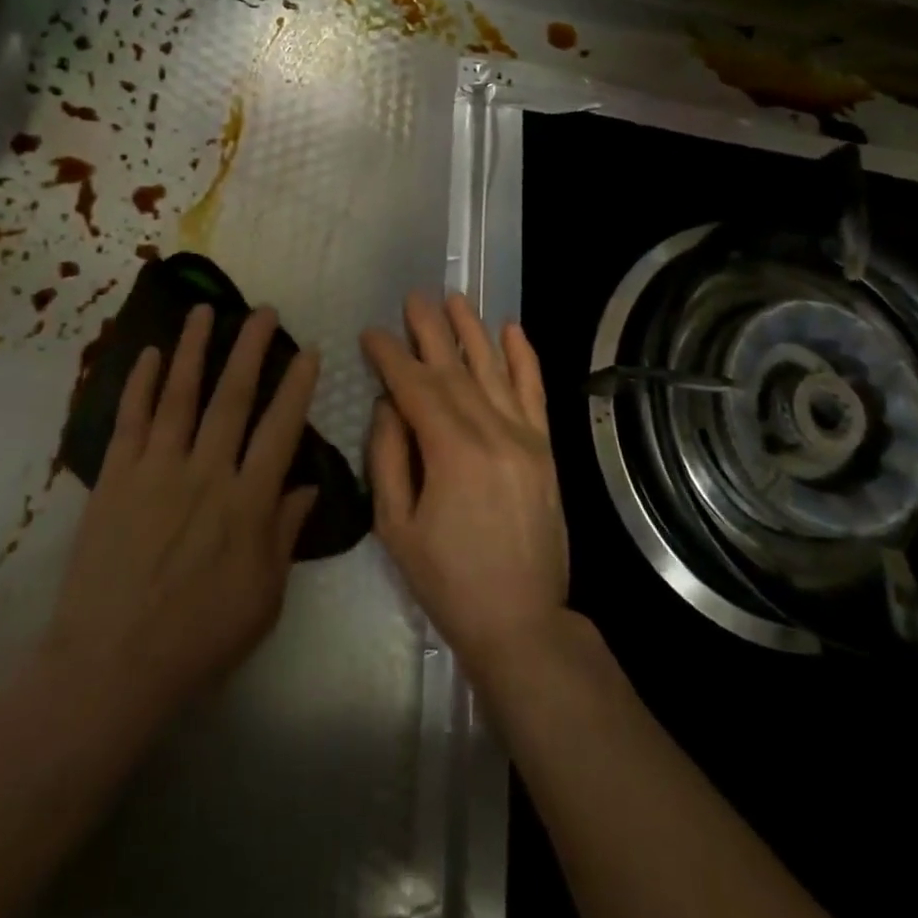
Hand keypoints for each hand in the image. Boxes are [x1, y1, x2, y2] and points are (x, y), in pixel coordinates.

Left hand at [41, 306, 319, 737]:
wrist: (111, 667)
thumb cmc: (199, 638)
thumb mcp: (264, 597)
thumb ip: (285, 534)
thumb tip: (307, 484)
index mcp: (248, 502)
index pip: (280, 428)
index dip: (296, 385)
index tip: (307, 348)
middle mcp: (206, 472)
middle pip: (232, 397)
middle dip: (250, 348)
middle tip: (263, 310)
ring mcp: (156, 470)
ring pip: (179, 395)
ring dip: (194, 349)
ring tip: (205, 311)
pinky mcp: (115, 478)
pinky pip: (129, 420)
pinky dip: (139, 384)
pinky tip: (150, 354)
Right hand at [362, 292, 567, 683]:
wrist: (522, 620)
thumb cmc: (447, 580)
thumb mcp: (396, 526)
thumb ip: (387, 457)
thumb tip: (388, 403)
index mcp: (451, 452)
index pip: (416, 387)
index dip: (391, 356)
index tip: (372, 332)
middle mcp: (492, 433)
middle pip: (455, 368)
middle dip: (429, 330)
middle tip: (412, 297)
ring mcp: (525, 437)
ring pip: (495, 370)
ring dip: (473, 331)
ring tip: (455, 298)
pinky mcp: (545, 448)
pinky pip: (534, 392)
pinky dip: (524, 358)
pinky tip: (512, 330)